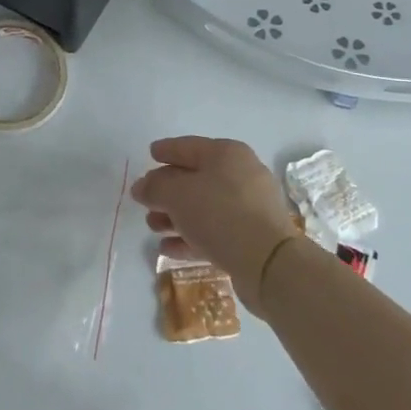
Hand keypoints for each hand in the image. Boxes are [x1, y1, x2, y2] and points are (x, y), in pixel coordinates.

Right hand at [131, 137, 297, 309]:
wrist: (268, 263)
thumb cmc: (219, 214)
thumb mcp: (177, 195)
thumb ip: (154, 187)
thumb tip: (142, 186)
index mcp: (226, 154)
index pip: (188, 146)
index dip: (166, 150)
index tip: (150, 154)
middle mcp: (240, 175)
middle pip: (195, 178)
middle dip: (167, 191)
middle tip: (144, 200)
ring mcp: (249, 208)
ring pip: (203, 207)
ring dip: (175, 217)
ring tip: (153, 227)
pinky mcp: (251, 238)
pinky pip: (214, 232)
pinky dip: (190, 237)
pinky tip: (168, 248)